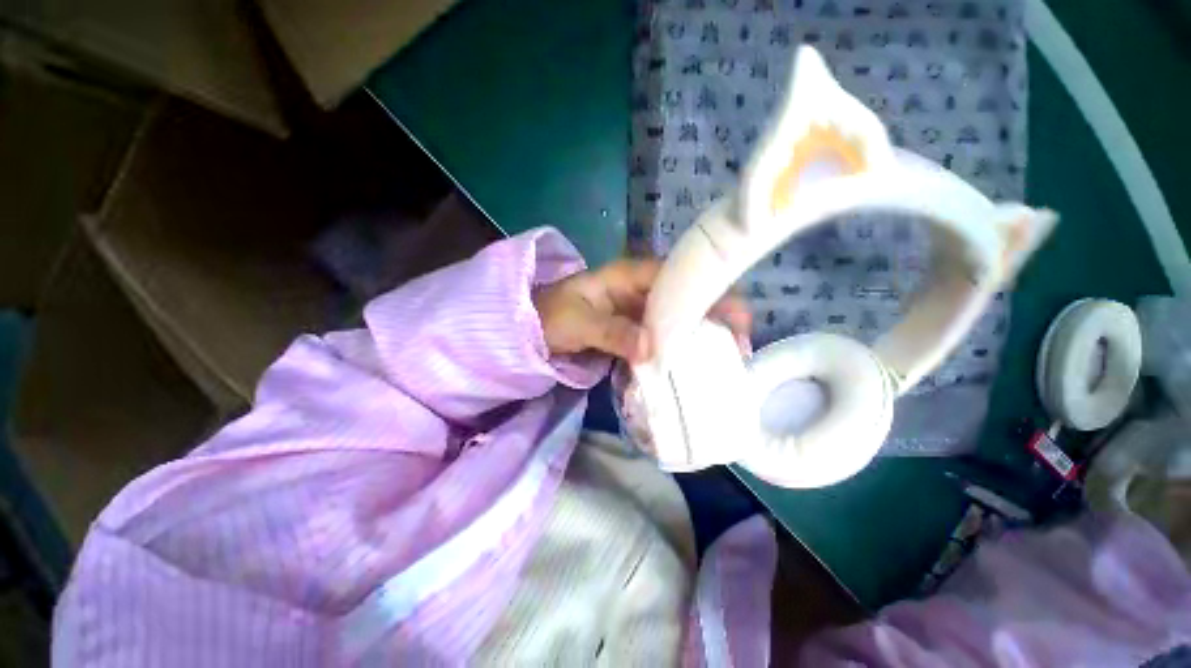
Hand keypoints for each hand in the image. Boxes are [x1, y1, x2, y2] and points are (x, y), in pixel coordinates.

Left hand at [533, 258, 751, 363]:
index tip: (737, 321)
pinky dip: (676, 352)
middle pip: (687, 300)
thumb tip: (652, 350)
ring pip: (678, 321)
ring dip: (699, 338)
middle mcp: (642, 291)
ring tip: (724, 363)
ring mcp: (639, 313)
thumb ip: (613, 332)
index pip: (681, 278)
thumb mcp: (579, 321)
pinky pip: (662, 339)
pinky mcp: (635, 332)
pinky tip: (691, 368)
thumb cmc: (552, 314)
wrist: (532, 327)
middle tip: (738, 350)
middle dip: (715, 320)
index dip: (712, 294)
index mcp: (632, 276)